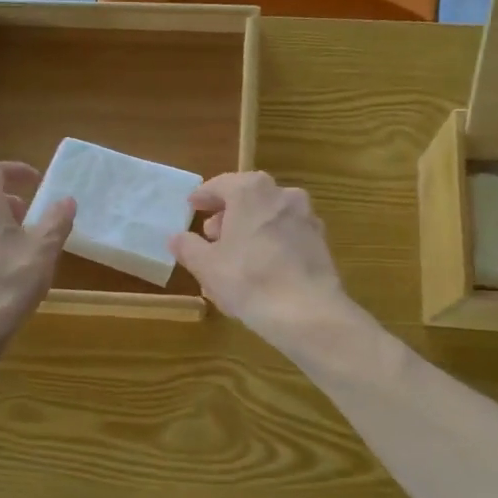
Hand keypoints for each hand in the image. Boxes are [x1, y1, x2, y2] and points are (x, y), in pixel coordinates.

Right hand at [169, 172, 349, 350]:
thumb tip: (177, 238)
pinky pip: (287, 235)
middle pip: (248, 197)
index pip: (221, 185)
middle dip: (228, 214)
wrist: (308, 312)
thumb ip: (188, 247)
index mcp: (251, 191)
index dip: (203, 196)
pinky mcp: (320, 242)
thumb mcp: (206, 266)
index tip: (192, 206)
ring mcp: (306, 217)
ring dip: (250, 228)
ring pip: (269, 216)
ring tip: (234, 254)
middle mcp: (282, 194)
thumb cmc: (249, 280)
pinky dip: (271, 242)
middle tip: (211, 235)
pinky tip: (261, 267)